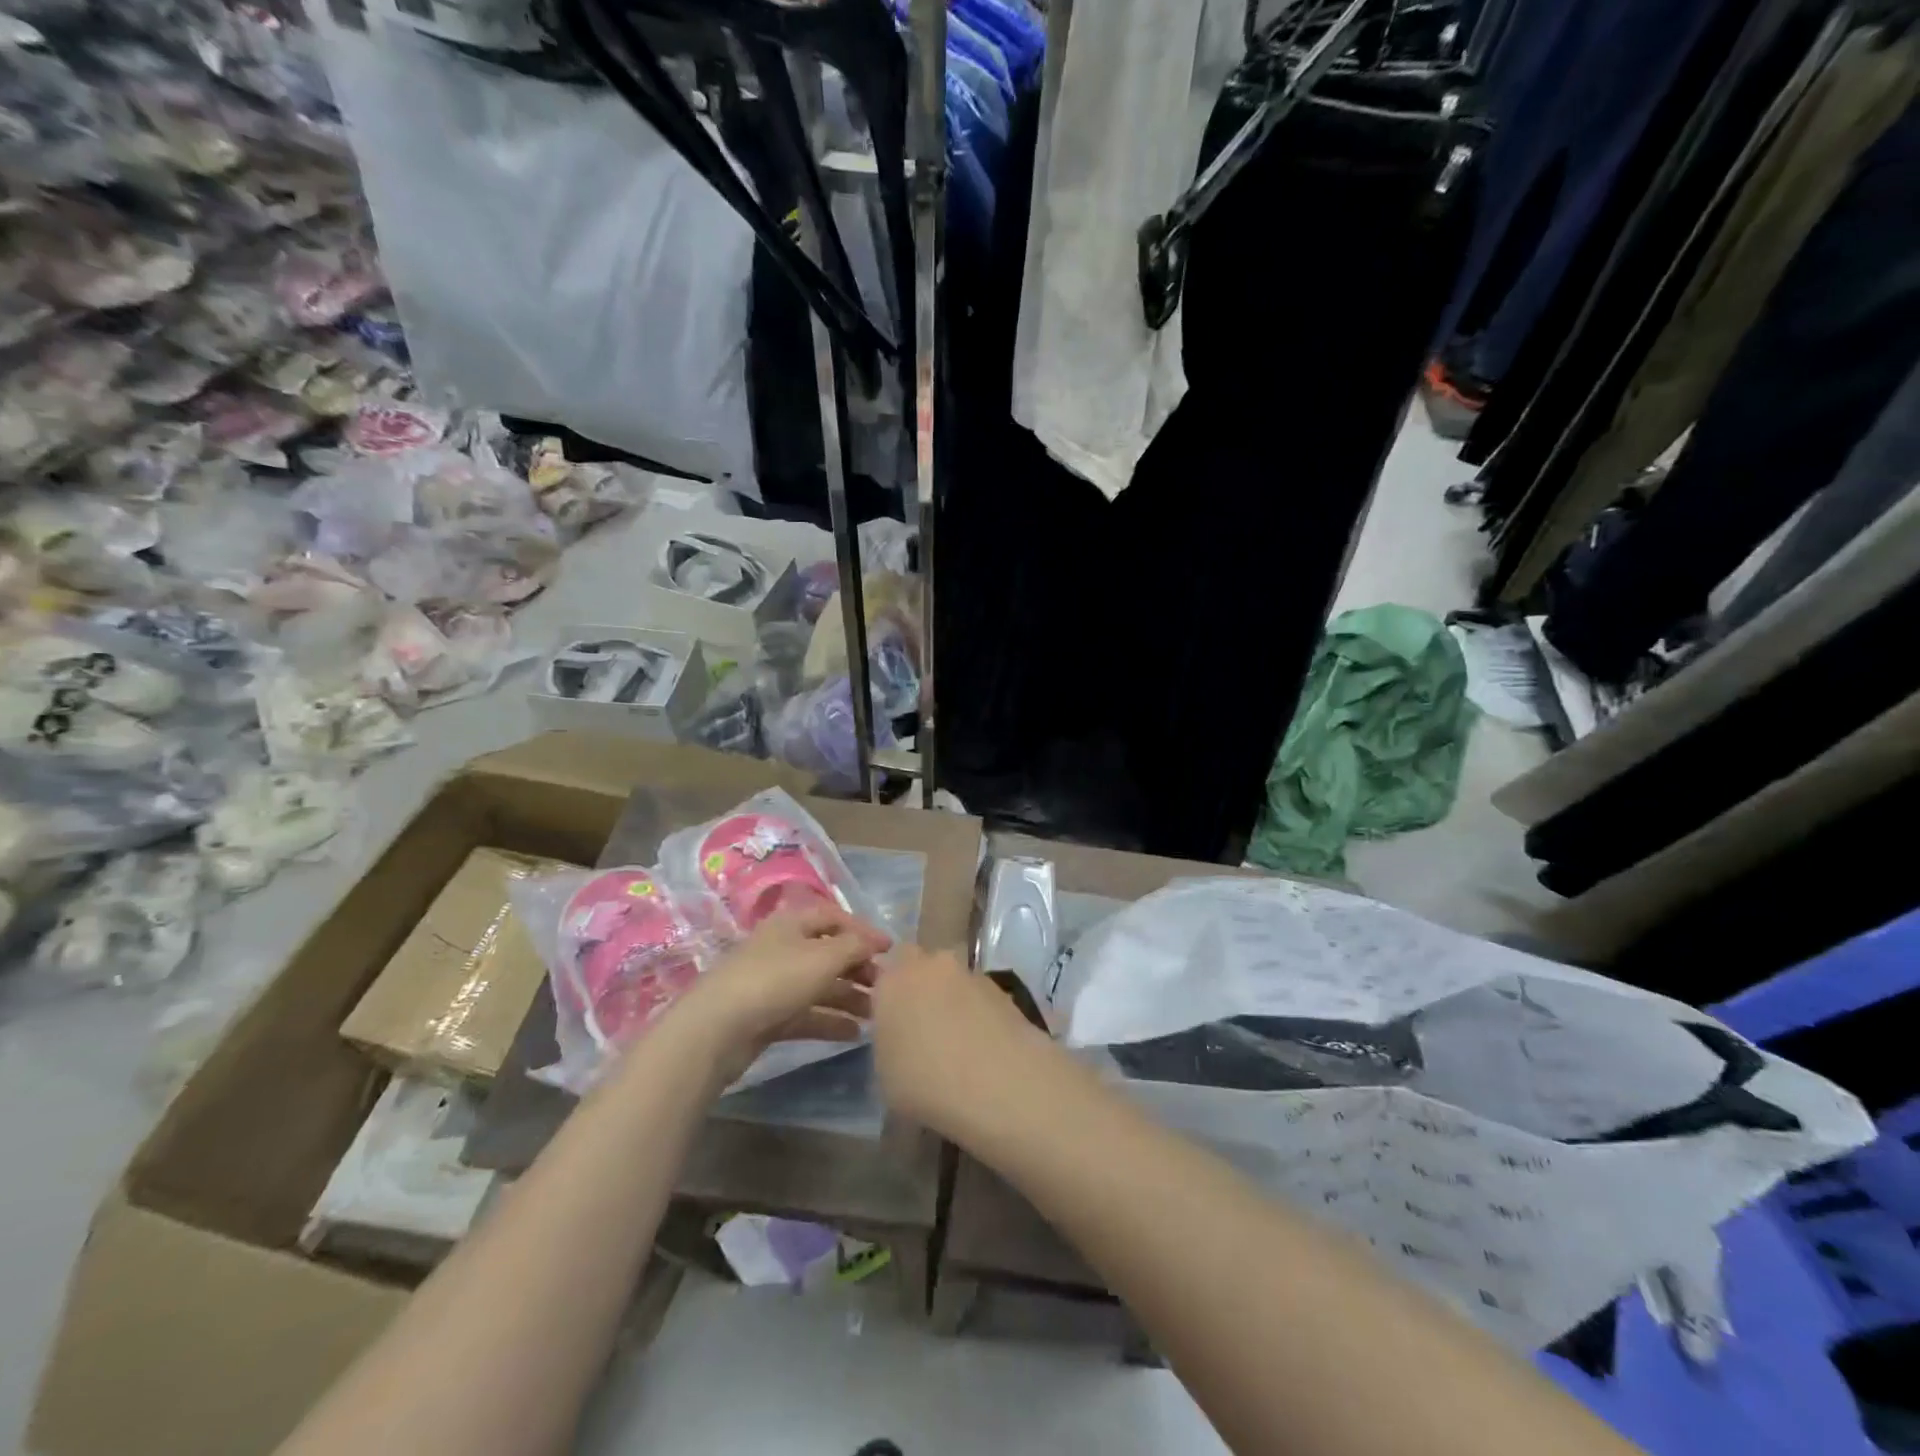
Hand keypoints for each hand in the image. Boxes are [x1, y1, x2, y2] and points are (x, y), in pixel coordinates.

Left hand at [671, 901, 890, 1078]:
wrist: (717, 1030)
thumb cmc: (775, 980)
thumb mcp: (823, 957)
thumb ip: (855, 947)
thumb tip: (876, 942)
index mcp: (792, 923)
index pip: (834, 917)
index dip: (863, 931)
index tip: (890, 951)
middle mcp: (783, 948)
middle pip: (828, 953)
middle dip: (858, 968)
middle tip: (884, 988)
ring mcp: (773, 984)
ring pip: (819, 986)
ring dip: (848, 997)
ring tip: (875, 1015)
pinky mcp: (767, 1017)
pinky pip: (806, 1014)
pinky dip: (830, 1021)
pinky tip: (853, 1034)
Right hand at [872, 945, 1049, 1135]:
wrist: (998, 1084)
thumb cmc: (925, 1085)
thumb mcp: (884, 1076)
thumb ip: (888, 1044)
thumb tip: (899, 1042)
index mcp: (893, 981)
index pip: (883, 971)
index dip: (888, 994)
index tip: (891, 1022)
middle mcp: (931, 966)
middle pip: (921, 966)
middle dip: (920, 988)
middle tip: (922, 1028)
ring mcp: (970, 974)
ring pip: (953, 980)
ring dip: (952, 1000)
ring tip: (957, 1044)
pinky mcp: (1002, 989)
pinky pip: (980, 996)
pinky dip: (979, 1013)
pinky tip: (983, 1047)